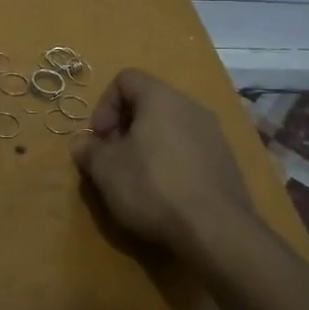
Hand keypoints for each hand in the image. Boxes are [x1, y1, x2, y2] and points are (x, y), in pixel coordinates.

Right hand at [69, 69, 257, 268]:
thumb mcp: (105, 169)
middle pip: (149, 103)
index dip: (104, 105)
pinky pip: (189, 149)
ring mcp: (214, 134)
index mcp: (161, 98)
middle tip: (113, 159)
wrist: (216, 230)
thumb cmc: (153, 187)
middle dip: (125, 127)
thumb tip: (82, 143)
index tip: (100, 138)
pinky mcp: (226, 162)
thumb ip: (88, 150)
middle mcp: (192, 106)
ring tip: (137, 179)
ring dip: (148, 145)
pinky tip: (165, 193)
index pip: (125, 79)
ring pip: (170, 127)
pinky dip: (171, 162)